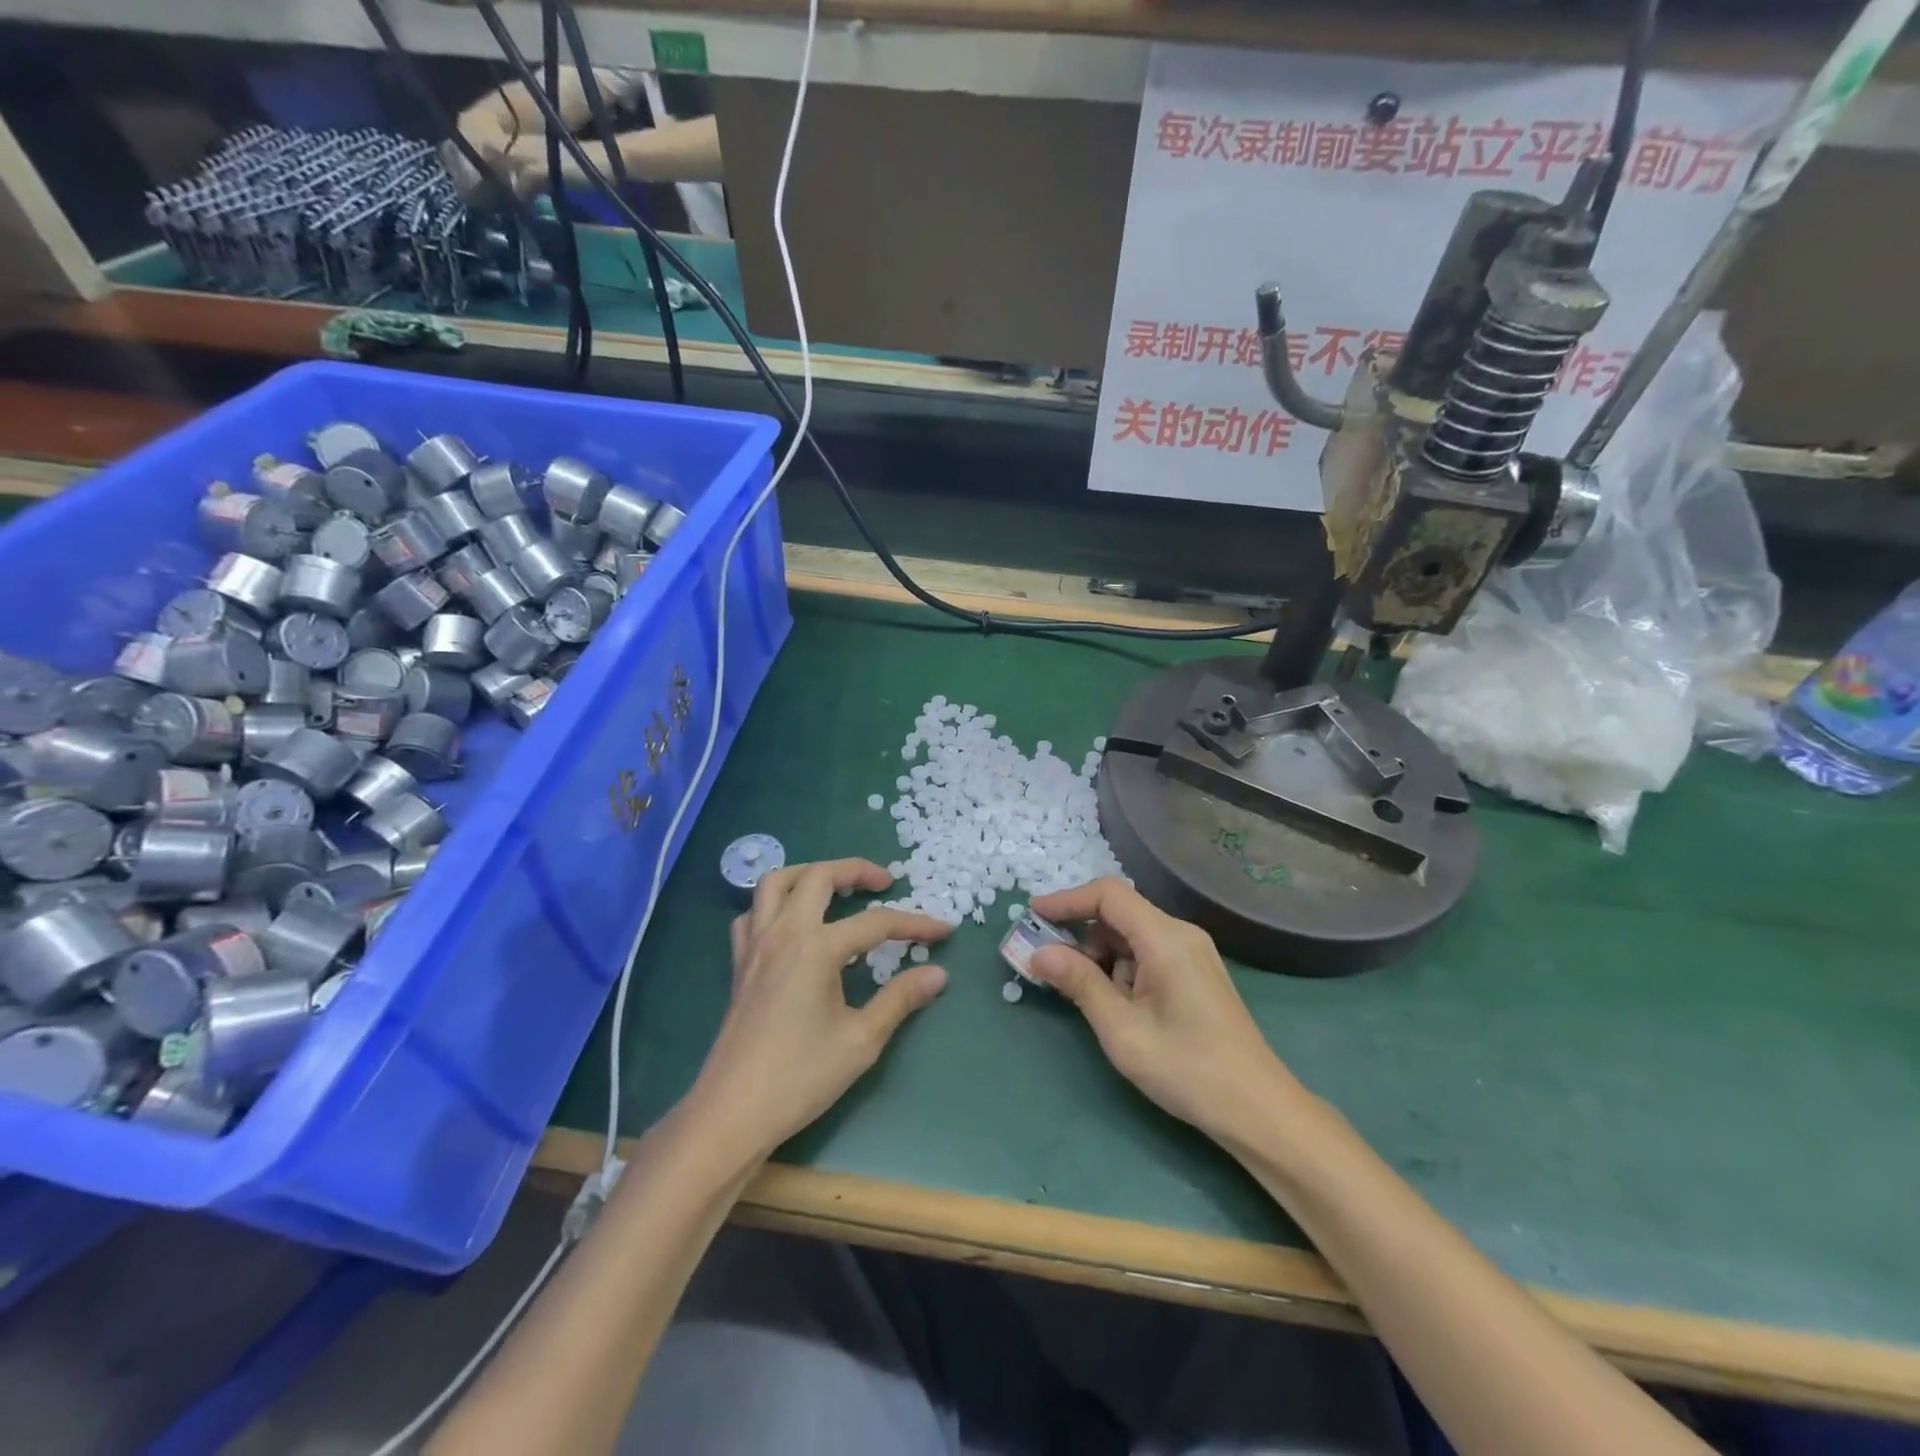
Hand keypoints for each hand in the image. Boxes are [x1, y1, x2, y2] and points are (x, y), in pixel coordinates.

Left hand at [690, 858, 952, 1158]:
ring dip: (809, 874)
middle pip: (819, 877)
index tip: (944, 929)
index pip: (876, 923)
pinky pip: (752, 913)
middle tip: (885, 883)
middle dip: (856, 870)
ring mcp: (755, 945)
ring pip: (776, 883)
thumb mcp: (861, 1040)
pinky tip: (792, 923)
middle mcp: (783, 932)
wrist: (733, 1112)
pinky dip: (774, 904)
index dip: (914, 924)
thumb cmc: (800, 1077)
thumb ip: (900, 999)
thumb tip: (938, 974)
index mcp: (816, 947)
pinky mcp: (739, 963)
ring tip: (836, 887)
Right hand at [1028, 879, 1298, 1146]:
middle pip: (1119, 912)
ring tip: (1081, 993)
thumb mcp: (1123, 1031)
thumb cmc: (1188, 1070)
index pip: (1108, 895)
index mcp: (1166, 939)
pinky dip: (1121, 967)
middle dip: (1079, 932)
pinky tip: (1114, 1002)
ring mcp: (1192, 953)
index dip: (1067, 900)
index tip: (1032, 916)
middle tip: (1047, 963)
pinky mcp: (1195, 973)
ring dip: (1100, 954)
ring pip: (1131, 934)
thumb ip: (1080, 984)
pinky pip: (1147, 952)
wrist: (1258, 1110)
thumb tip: (1038, 953)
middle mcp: (1181, 934)